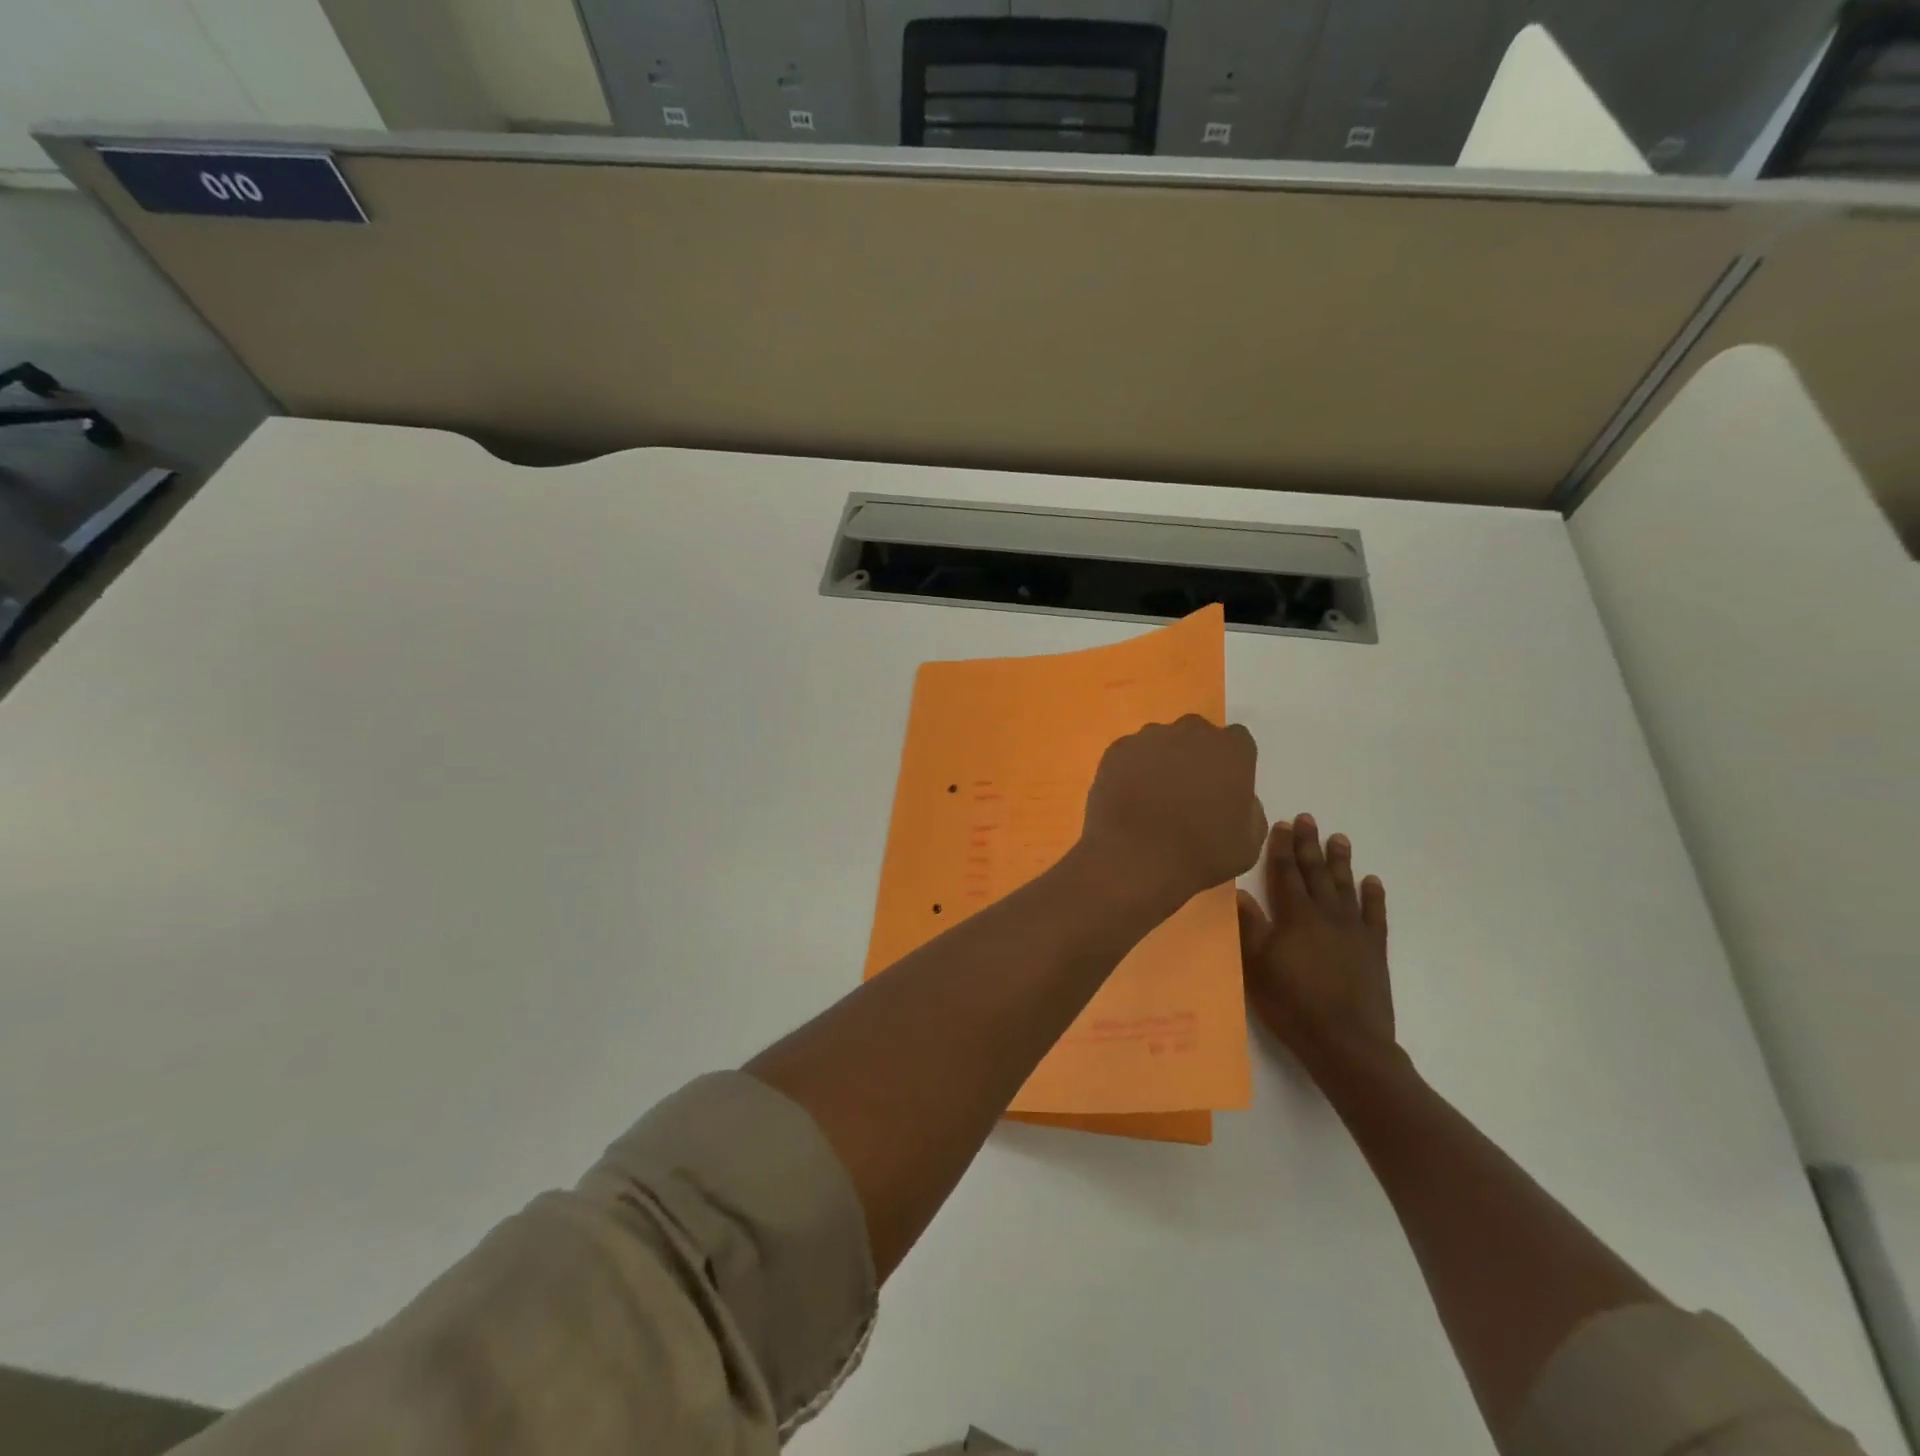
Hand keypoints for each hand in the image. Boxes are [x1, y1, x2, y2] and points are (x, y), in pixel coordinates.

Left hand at [1079, 715, 1266, 911]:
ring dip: (1161, 760)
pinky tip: (1129, 798)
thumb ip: (1249, 809)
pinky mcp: (1117, 750)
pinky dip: (1131, 769)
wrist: (1136, 858)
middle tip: (1188, 791)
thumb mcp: (1249, 841)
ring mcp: (1150, 738)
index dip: (1230, 763)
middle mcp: (1191, 732)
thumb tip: (1238, 799)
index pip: (1237, 741)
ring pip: (1161, 741)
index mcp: (1231, 749)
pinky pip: (1130, 754)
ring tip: (1153, 797)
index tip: (1223, 786)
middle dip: (1195, 755)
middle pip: (1196, 734)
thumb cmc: (1201, 854)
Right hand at [1237, 814, 1396, 1080]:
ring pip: (1346, 887)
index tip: (1282, 824)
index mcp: (1295, 916)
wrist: (1347, 1042)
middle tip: (1308, 819)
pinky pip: (1375, 915)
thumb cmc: (1292, 1003)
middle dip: (1309, 845)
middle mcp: (1326, 915)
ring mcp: (1354, 931)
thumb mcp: (1256, 965)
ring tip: (1339, 838)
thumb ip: (1249, 926)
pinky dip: (1373, 896)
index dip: (1282, 848)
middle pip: (1316, 873)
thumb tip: (1238, 891)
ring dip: (1341, 861)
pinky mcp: (1374, 950)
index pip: (1286, 874)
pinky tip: (1372, 881)